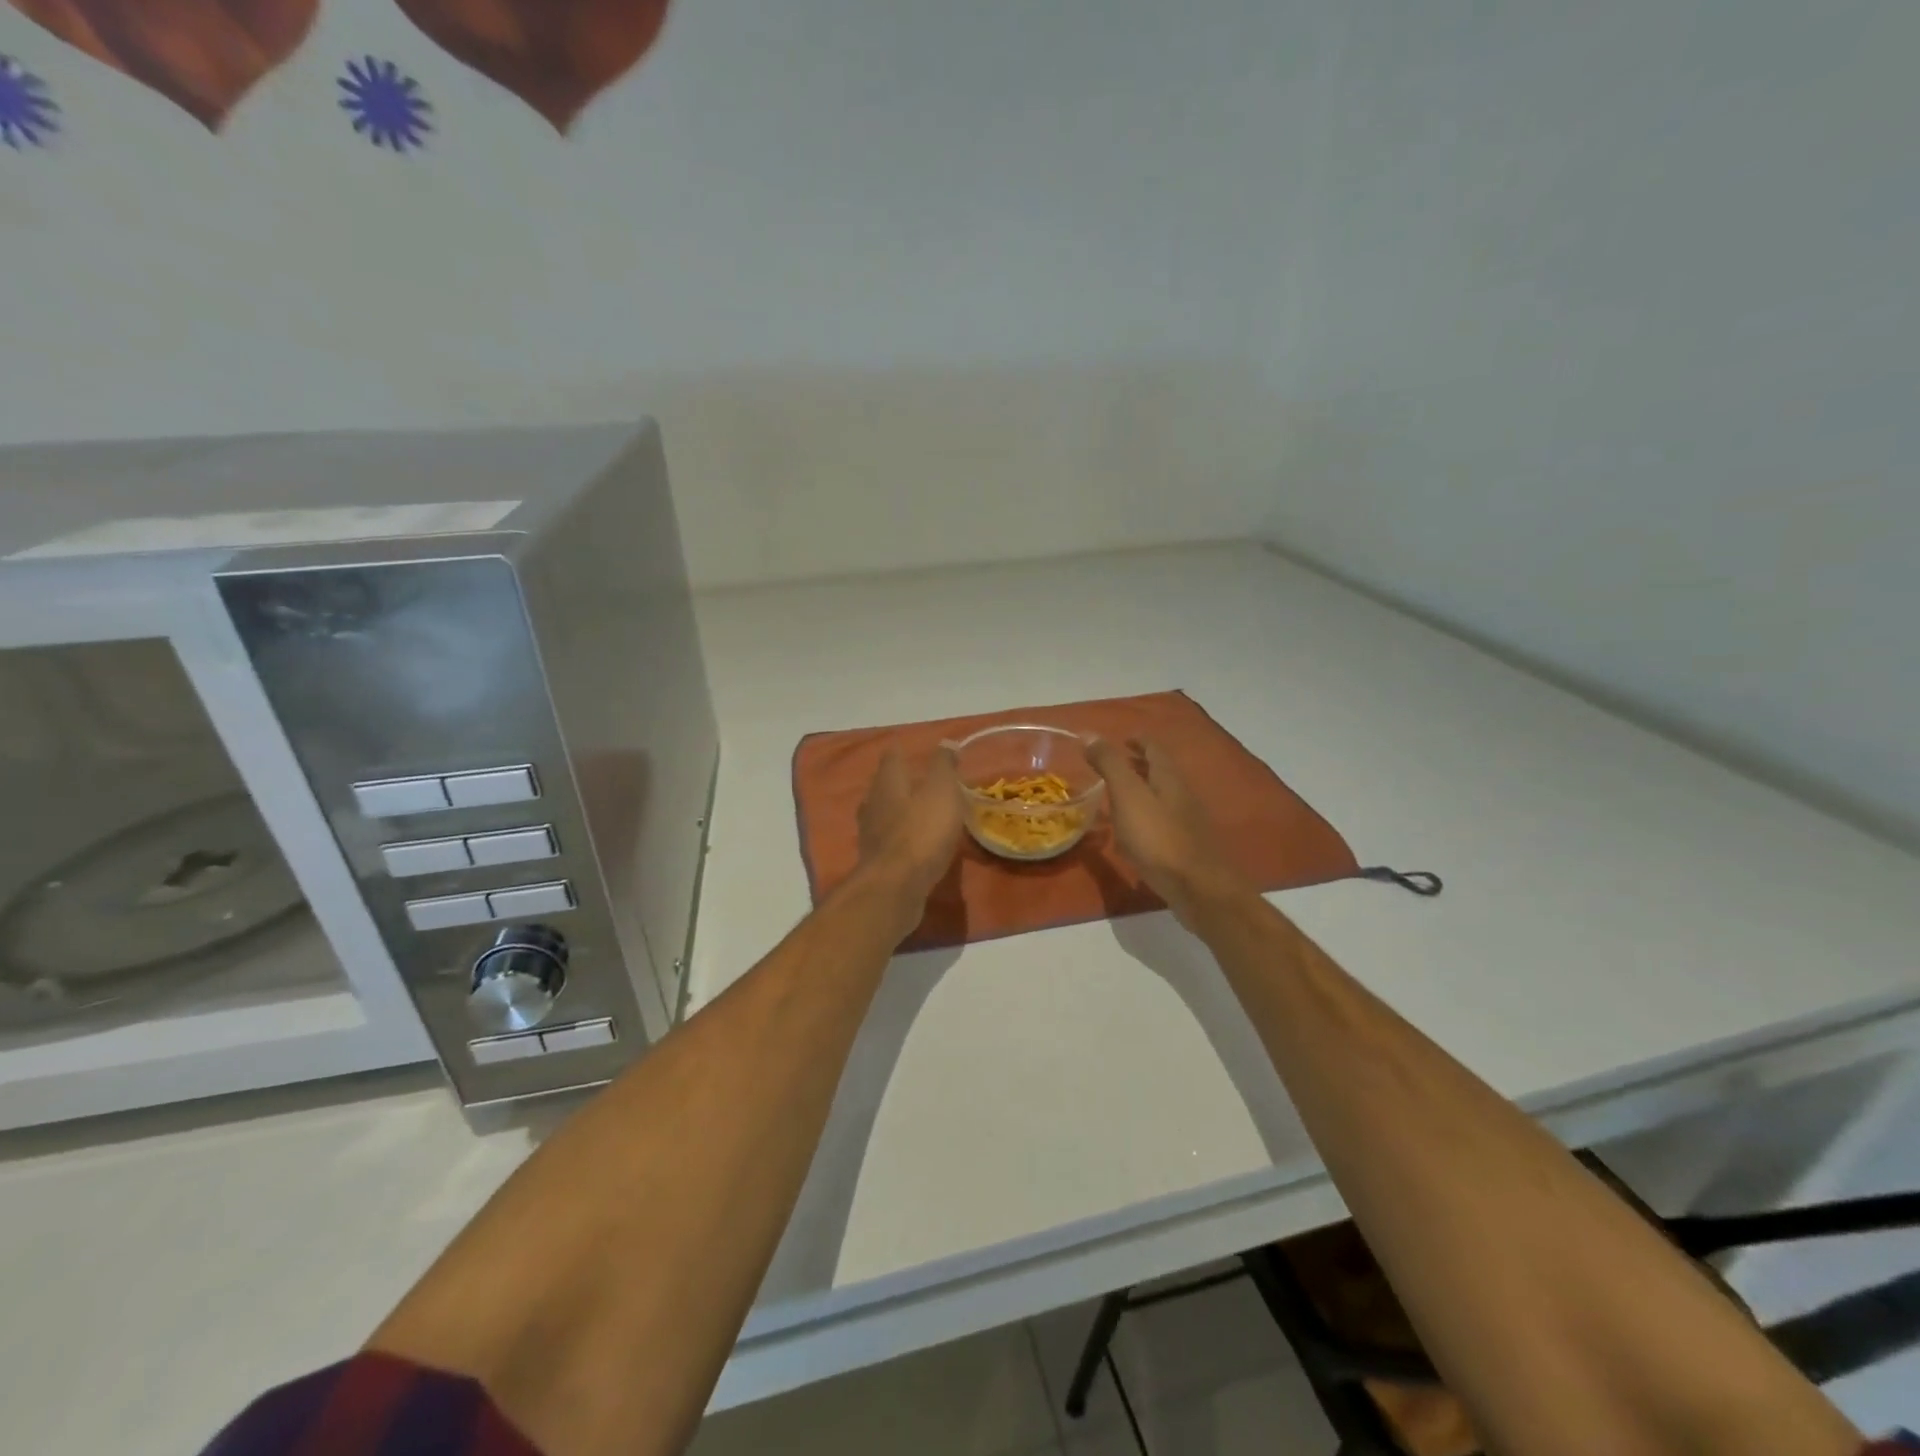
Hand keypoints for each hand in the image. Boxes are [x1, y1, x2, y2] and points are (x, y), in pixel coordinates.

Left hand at [856, 745, 964, 911]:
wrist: (895, 888)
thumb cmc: (921, 832)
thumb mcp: (941, 792)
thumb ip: (943, 766)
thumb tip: (946, 742)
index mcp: (887, 782)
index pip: (892, 757)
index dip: (904, 751)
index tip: (917, 750)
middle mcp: (873, 803)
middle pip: (885, 785)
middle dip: (901, 781)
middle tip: (922, 780)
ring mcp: (871, 834)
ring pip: (885, 813)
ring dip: (900, 810)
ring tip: (921, 811)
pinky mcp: (876, 861)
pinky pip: (890, 840)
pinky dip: (902, 837)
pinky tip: (916, 843)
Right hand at [1087, 737, 1250, 924]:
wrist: (1198, 888)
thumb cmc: (1159, 838)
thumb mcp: (1128, 795)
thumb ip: (1110, 764)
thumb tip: (1088, 733)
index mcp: (1169, 779)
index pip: (1155, 750)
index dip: (1139, 741)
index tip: (1123, 739)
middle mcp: (1182, 796)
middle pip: (1161, 773)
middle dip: (1140, 765)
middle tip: (1116, 765)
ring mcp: (1186, 824)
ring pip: (1162, 798)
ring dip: (1142, 792)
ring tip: (1117, 796)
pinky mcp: (1184, 849)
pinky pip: (1161, 824)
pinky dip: (1145, 819)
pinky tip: (1131, 834)